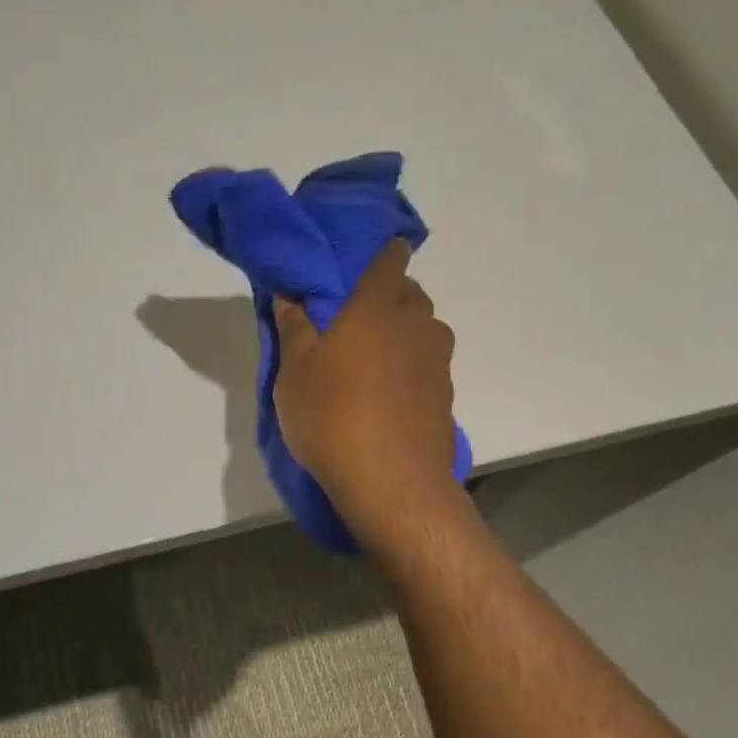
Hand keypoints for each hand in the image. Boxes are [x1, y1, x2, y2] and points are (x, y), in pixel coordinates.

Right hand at [273, 240, 459, 530]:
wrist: (391, 482)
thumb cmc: (332, 416)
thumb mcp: (294, 373)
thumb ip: (294, 328)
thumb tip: (290, 295)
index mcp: (377, 307)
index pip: (390, 259)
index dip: (381, 254)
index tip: (363, 263)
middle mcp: (417, 324)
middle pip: (409, 294)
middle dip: (387, 298)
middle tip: (353, 320)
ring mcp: (438, 362)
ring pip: (422, 332)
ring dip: (401, 336)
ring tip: (371, 363)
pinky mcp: (446, 397)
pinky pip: (427, 368)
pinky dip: (411, 371)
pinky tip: (388, 398)